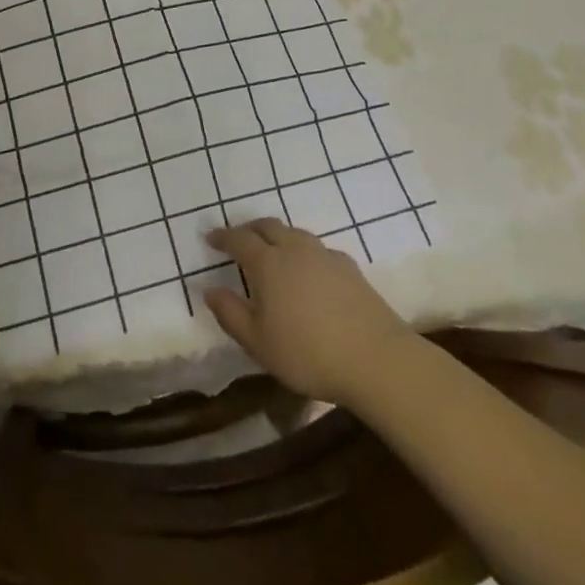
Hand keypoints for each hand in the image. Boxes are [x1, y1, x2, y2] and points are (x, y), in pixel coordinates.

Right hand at [205, 219, 414, 405]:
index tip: (210, 238)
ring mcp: (324, 254)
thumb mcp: (259, 343)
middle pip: (267, 226)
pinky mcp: (348, 266)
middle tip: (238, 238)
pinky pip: (317, 249)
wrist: (375, 357)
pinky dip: (303, 252)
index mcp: (267, 262)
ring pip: (294, 233)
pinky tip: (308, 272)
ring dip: (277, 236)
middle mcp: (294, 248)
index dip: (222, 237)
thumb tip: (209, 290)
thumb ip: (231, 314)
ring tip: (273, 252)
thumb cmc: (308, 353)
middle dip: (249, 229)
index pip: (238, 239)